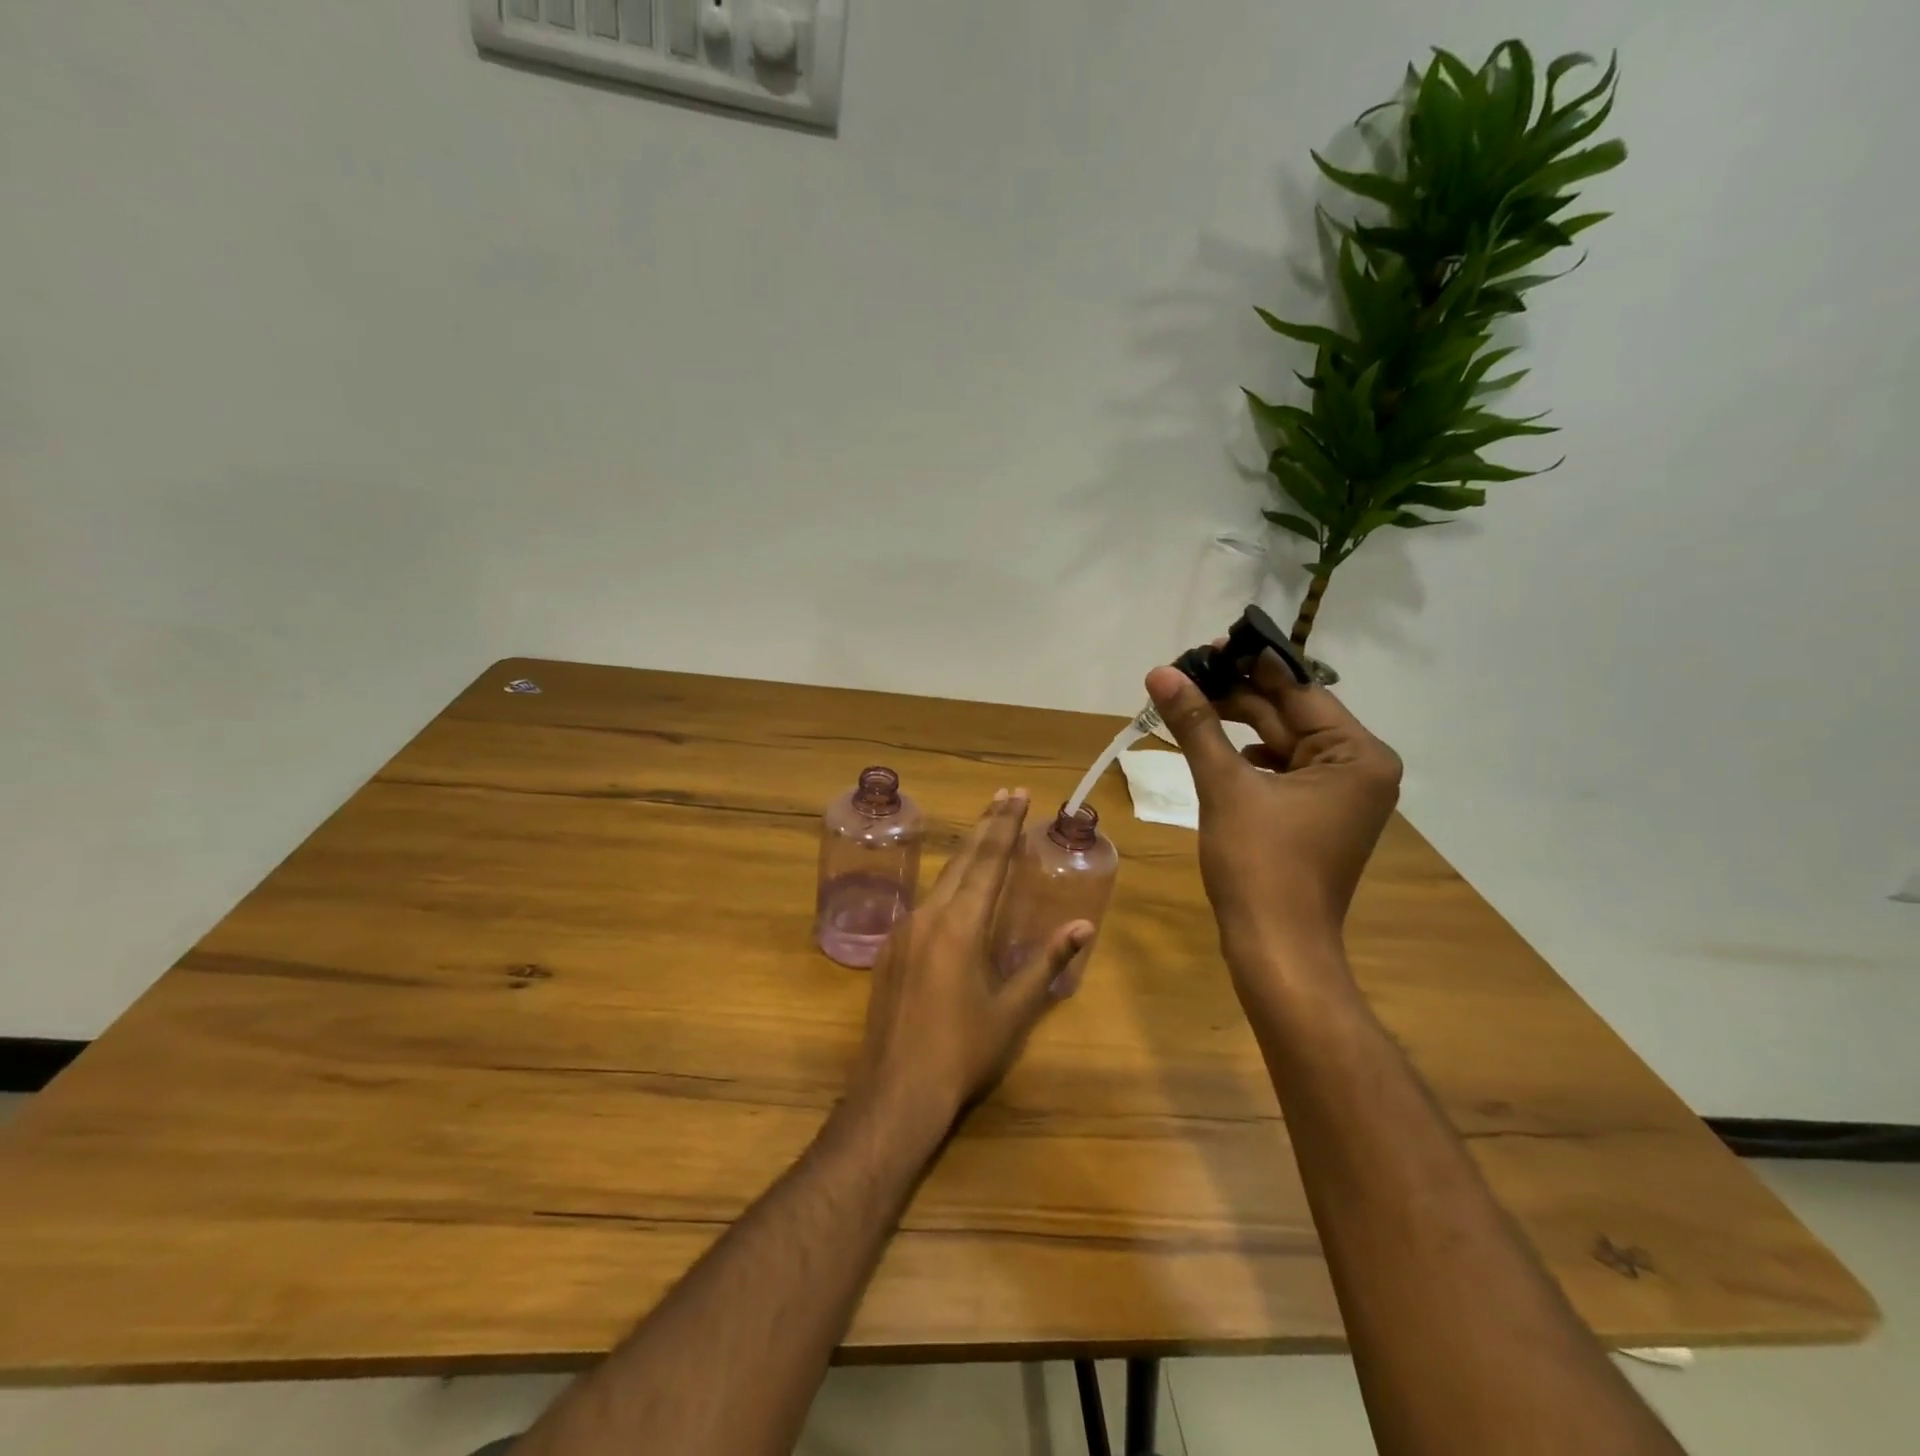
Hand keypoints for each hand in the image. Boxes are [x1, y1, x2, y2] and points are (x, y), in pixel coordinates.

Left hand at [852, 789, 1091, 1126]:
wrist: (896, 1090)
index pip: (989, 861)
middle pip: (963, 859)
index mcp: (961, 926)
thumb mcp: (1013, 1010)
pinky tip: (955, 888)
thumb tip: (1082, 926)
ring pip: (941, 878)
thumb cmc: (963, 1051)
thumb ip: (1046, 962)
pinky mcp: (891, 948)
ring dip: (966, 852)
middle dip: (986, 826)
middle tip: (1004, 796)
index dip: (1006, 826)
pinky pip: (925, 902)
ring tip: (985, 830)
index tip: (1018, 796)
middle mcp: (929, 916)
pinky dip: (948, 883)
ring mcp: (905, 930)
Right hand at [1145, 651, 1401, 972]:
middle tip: (1182, 674)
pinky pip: (1279, 769)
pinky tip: (1211, 746)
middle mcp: (1359, 767)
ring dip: (1234, 724)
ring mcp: (1338, 794)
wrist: (1276, 949)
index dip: (1249, 664)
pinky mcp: (1315, 814)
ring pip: (1280, 742)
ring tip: (1187, 703)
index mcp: (1357, 754)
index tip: (1205, 644)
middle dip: (1236, 695)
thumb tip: (1161, 672)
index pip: (1299, 689)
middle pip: (1289, 714)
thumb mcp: (1225, 786)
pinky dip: (1244, 756)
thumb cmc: (1259, 865)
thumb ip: (1196, 724)